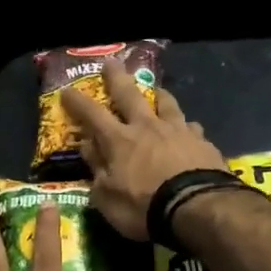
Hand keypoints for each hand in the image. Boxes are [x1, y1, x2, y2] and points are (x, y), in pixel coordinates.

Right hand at [59, 64, 228, 239]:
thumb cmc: (144, 207)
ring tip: (157, 90)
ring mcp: (178, 131)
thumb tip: (88, 147)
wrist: (198, 208)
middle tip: (112, 62)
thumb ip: (96, 170)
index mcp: (119, 141)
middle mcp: (147, 127)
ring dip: (159, 95)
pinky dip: (186, 127)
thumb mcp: (107, 198)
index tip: (66, 90)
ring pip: (167, 104)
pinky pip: (192, 128)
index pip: (92, 115)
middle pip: (130, 95)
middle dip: (117, 78)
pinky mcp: (203, 142)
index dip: (77, 102)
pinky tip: (190, 130)